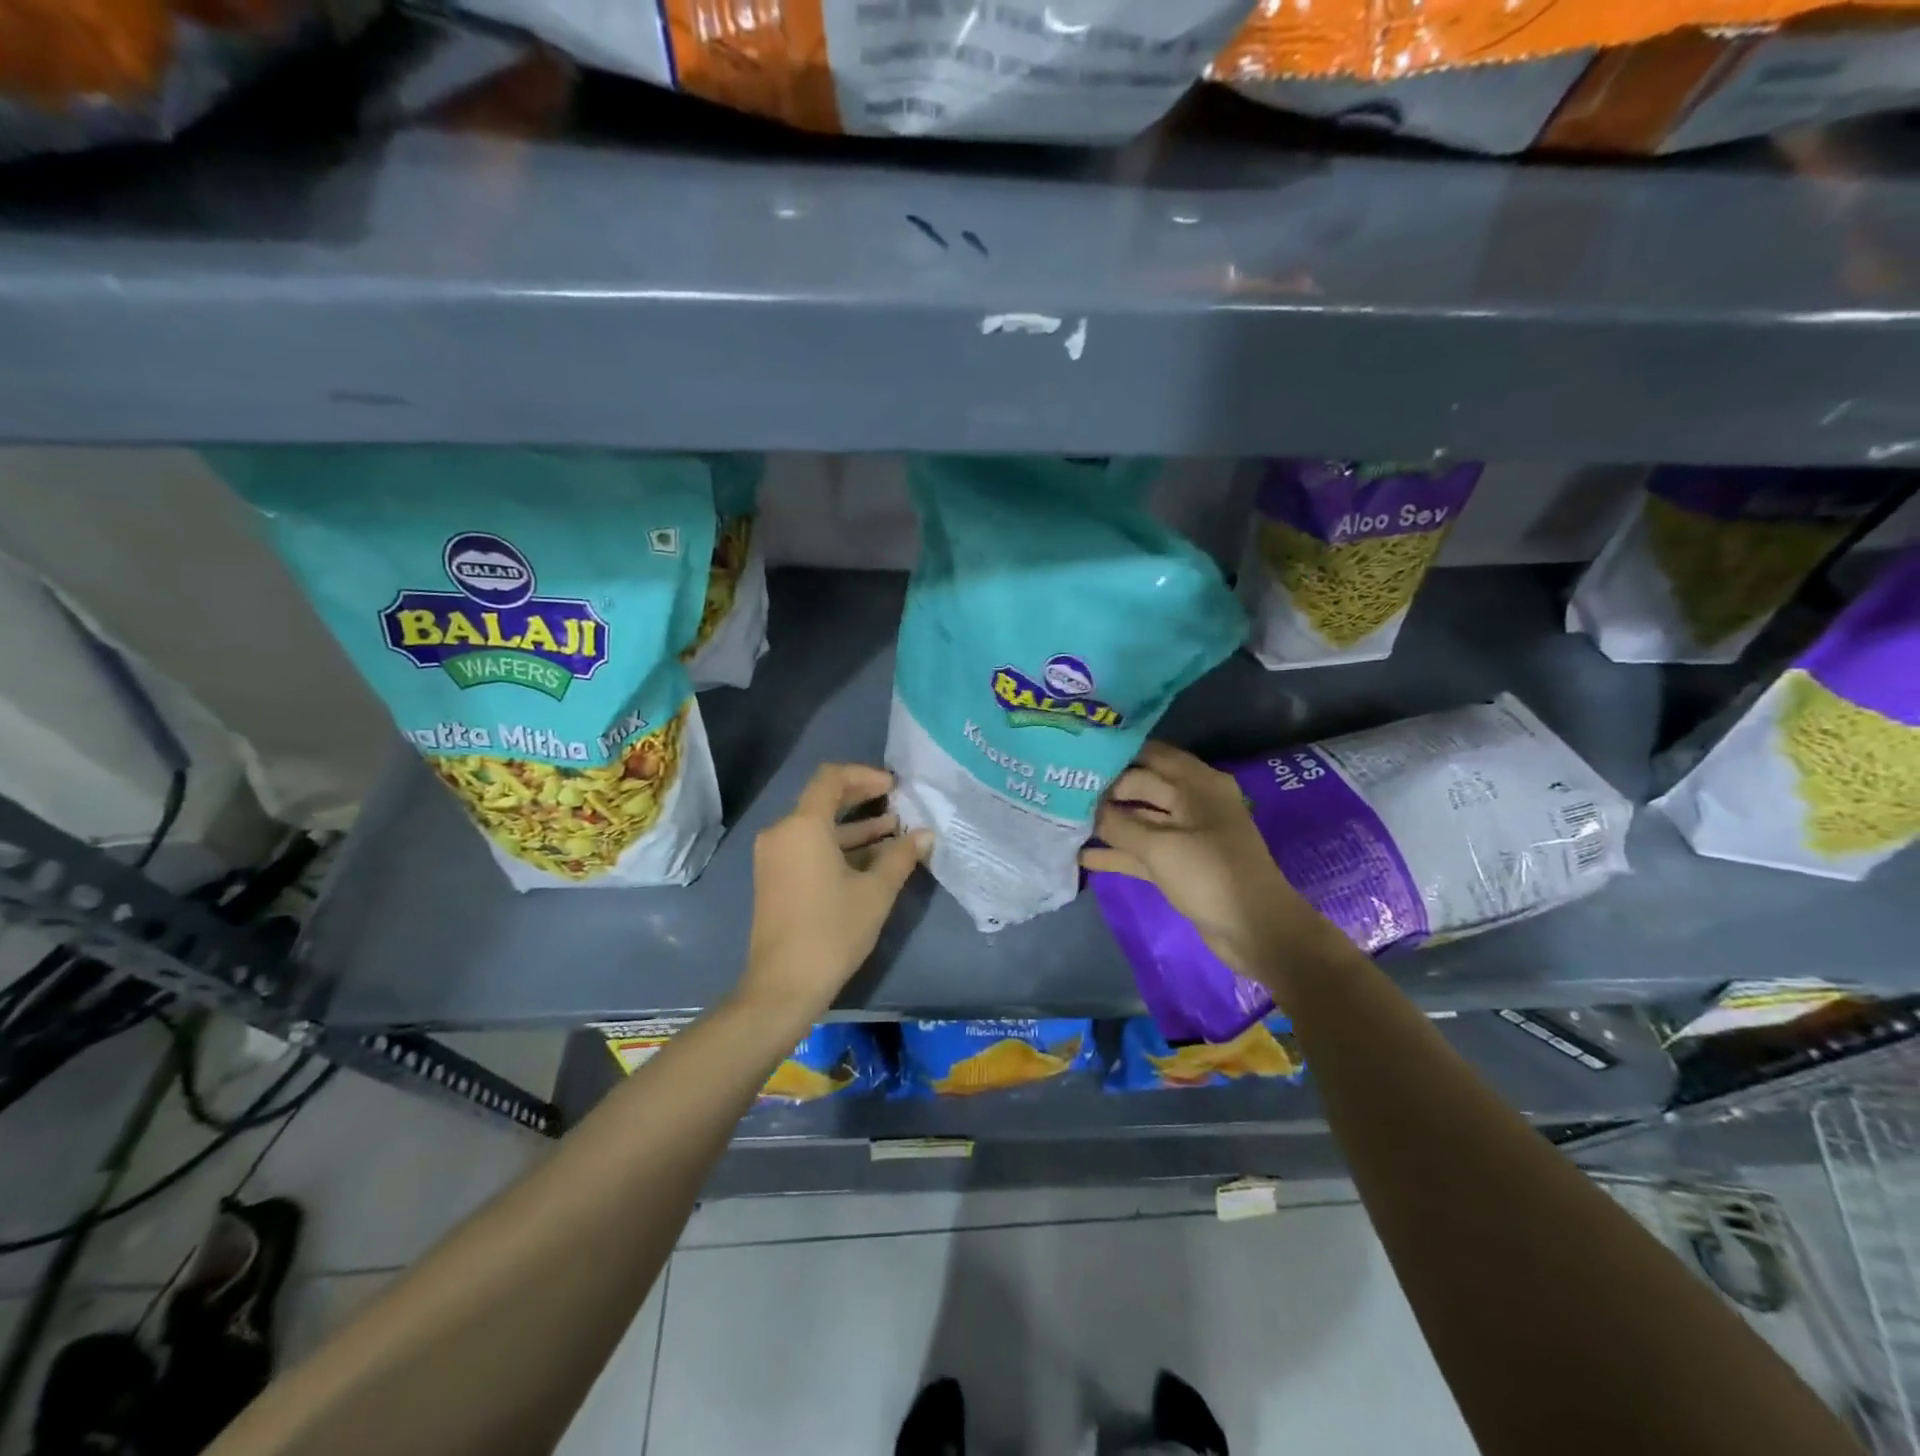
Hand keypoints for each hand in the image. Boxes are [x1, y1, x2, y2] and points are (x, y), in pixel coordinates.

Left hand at [739, 763, 932, 1019]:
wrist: (784, 986)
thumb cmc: (832, 930)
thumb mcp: (875, 892)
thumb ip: (900, 857)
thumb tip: (926, 835)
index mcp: (802, 826)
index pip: (831, 778)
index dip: (864, 775)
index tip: (894, 786)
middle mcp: (782, 833)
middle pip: (823, 800)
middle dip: (861, 799)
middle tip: (896, 802)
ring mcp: (775, 857)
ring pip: (818, 828)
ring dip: (854, 827)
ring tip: (894, 831)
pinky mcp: (775, 878)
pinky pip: (809, 848)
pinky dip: (838, 847)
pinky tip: (872, 858)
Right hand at [1081, 741, 1322, 983]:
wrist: (1256, 930)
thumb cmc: (1210, 875)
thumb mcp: (1159, 847)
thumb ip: (1118, 824)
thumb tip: (1084, 808)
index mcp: (1196, 783)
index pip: (1148, 756)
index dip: (1113, 756)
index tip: (1075, 757)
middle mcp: (1192, 800)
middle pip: (1141, 786)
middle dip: (1105, 790)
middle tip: (1062, 789)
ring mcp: (1186, 833)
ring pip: (1139, 819)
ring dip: (1108, 822)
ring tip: (1064, 820)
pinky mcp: (1180, 862)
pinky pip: (1143, 849)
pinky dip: (1118, 852)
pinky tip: (1083, 856)